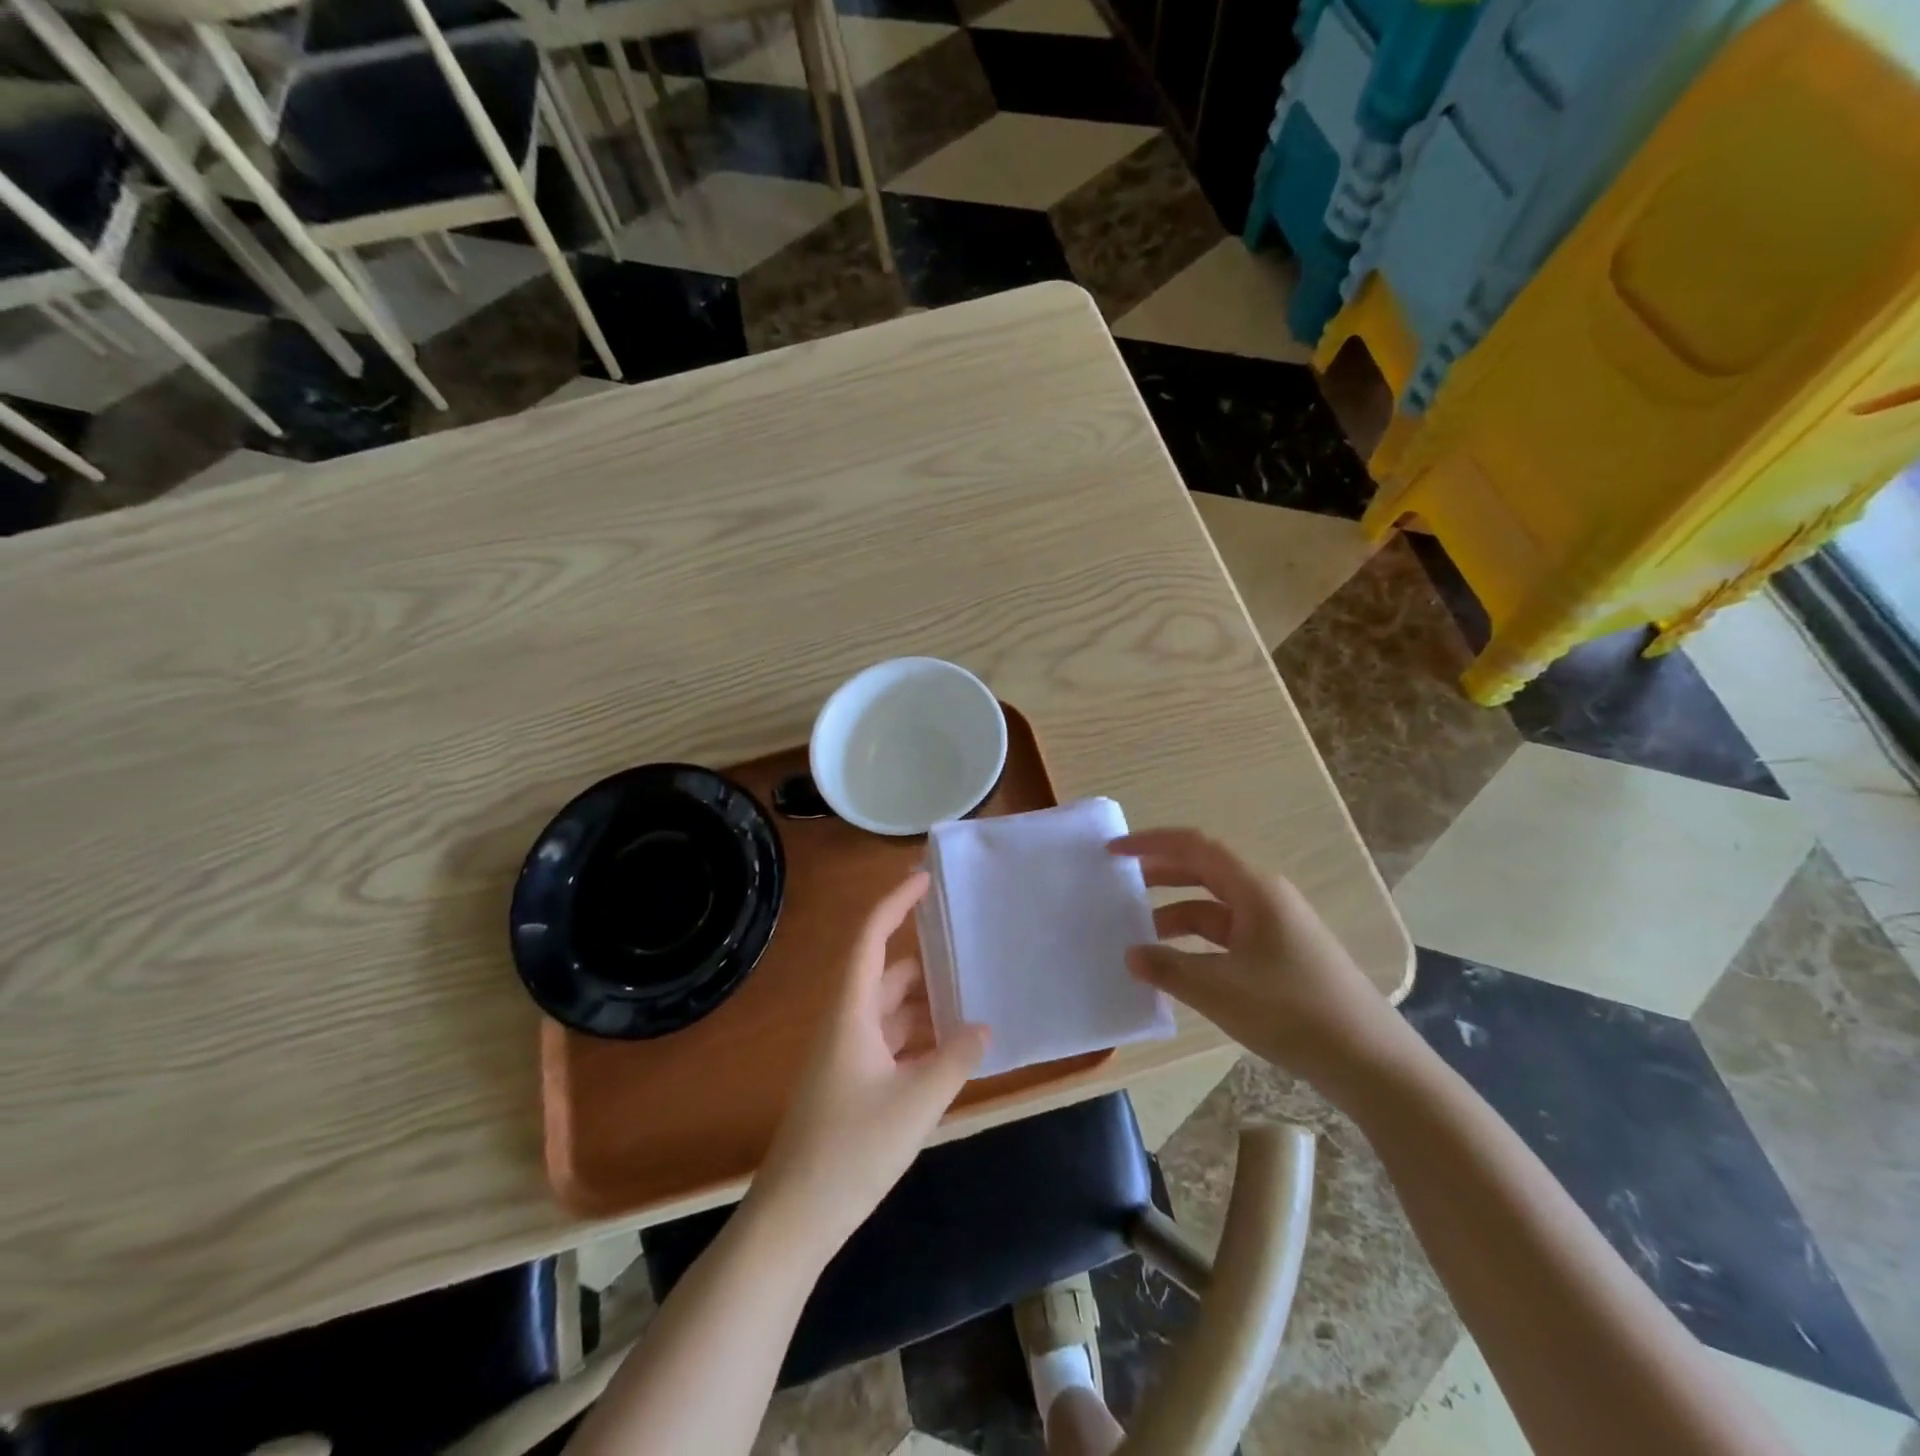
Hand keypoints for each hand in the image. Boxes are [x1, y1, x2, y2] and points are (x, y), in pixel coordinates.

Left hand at [750, 872, 988, 1257]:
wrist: (794, 1219)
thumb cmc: (851, 1150)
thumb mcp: (916, 1102)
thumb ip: (955, 1060)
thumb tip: (984, 1028)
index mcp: (851, 1012)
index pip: (870, 938)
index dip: (895, 903)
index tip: (924, 879)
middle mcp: (846, 1023)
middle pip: (884, 972)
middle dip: (923, 957)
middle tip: (967, 943)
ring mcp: (847, 1055)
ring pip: (889, 1010)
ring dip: (925, 1002)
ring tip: (972, 993)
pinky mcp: (851, 1084)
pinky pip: (890, 1042)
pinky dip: (919, 1037)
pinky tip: (951, 1048)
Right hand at [1110, 828, 1408, 1088]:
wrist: (1370, 1062)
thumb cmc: (1293, 1011)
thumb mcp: (1220, 989)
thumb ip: (1168, 968)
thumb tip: (1132, 954)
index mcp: (1255, 890)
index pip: (1195, 847)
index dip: (1151, 843)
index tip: (1113, 852)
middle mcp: (1265, 899)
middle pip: (1203, 872)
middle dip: (1159, 876)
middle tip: (1118, 887)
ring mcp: (1275, 928)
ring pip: (1213, 908)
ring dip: (1175, 915)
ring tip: (1139, 937)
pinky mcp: (1280, 957)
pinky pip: (1227, 936)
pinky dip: (1196, 944)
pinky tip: (1176, 968)